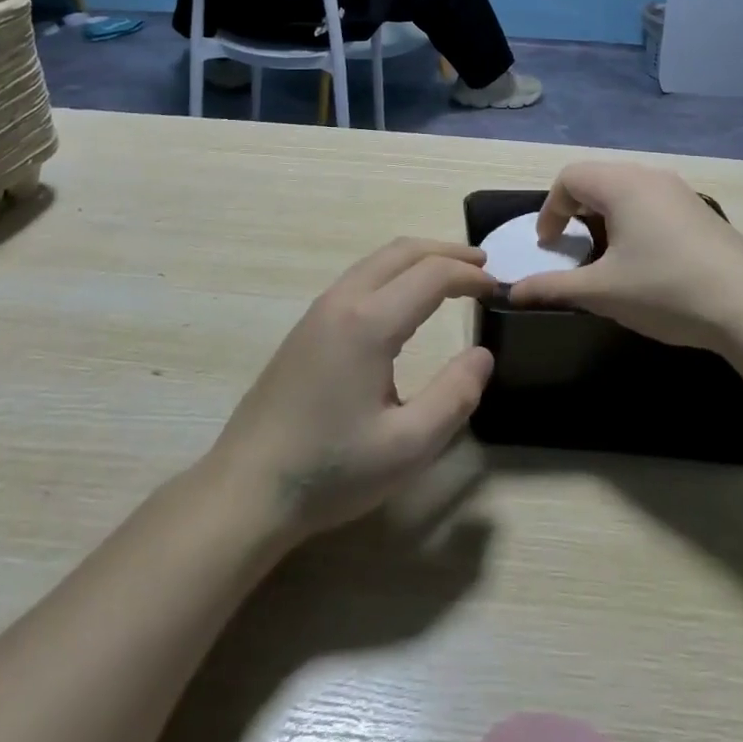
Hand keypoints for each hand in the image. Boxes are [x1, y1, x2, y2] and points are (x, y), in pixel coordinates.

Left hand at [207, 239, 495, 544]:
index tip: (497, 290)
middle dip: (447, 252)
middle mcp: (343, 301)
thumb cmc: (330, 470)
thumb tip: (482, 354)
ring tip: (451, 276)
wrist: (246, 489)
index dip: (470, 276)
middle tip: (482, 266)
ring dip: (419, 259)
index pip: (432, 274)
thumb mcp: (407, 447)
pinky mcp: (307, 326)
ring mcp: (319, 310)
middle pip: (403, 251)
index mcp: (369, 322)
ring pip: (378, 260)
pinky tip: (405, 301)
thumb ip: (454, 396)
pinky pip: (360, 277)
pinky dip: (395, 272)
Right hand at [509, 162, 742, 353]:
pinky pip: (653, 202)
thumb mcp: (602, 292)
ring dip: (606, 216)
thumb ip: (553, 287)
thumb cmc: (665, 289)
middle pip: (598, 179)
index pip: (569, 178)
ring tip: (606, 255)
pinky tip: (646, 260)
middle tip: (572, 247)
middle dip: (576, 210)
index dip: (549, 210)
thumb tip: (512, 292)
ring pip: (628, 190)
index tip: (548, 246)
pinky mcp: (700, 211)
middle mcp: (649, 176)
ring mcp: (680, 191)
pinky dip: (634, 221)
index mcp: (621, 184)